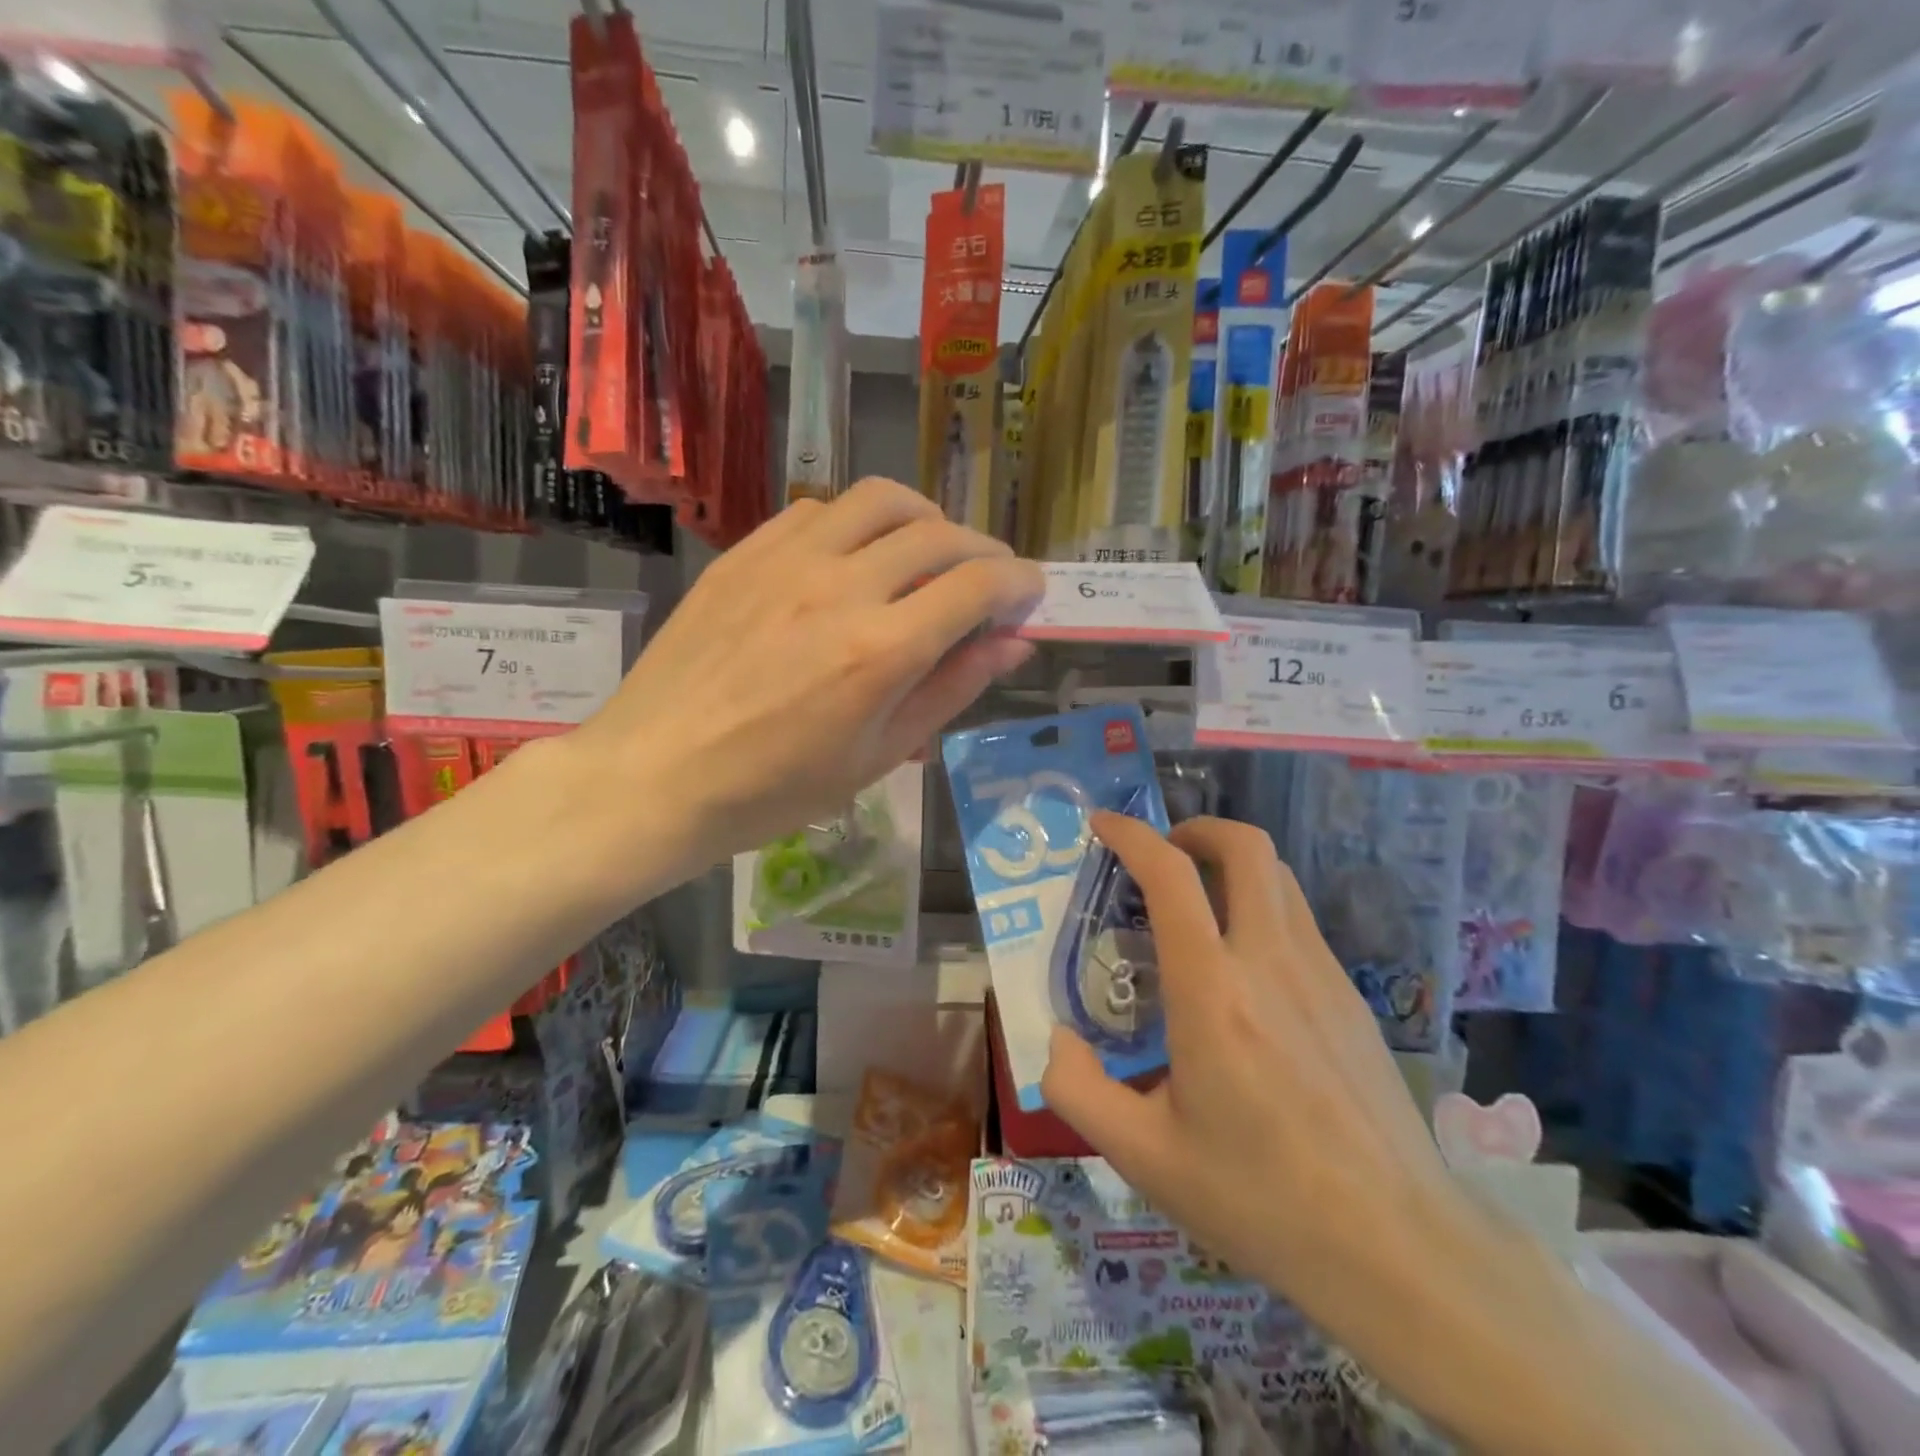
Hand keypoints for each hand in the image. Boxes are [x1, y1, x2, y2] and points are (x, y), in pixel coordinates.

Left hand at [573, 479, 1042, 872]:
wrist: (657, 774)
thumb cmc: (775, 789)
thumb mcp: (878, 755)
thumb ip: (950, 689)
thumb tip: (1014, 645)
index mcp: (881, 650)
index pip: (977, 586)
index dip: (1018, 583)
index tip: (1030, 593)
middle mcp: (840, 586)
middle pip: (938, 534)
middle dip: (983, 551)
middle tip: (989, 580)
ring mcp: (786, 560)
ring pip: (880, 500)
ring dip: (925, 517)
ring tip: (931, 550)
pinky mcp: (745, 552)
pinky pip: (818, 509)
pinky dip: (857, 522)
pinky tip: (855, 556)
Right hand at [1040, 814, 1464, 1352]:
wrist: (1397, 1248)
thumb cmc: (1259, 1199)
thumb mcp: (1143, 1157)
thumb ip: (1077, 1089)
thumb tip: (1059, 1038)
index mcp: (1212, 991)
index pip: (1171, 876)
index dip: (1132, 835)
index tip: (1103, 824)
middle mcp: (1270, 962)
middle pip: (1246, 846)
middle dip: (1196, 829)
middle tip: (1162, 855)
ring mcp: (1321, 974)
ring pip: (1279, 876)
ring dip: (1232, 863)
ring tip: (1197, 900)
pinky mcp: (1351, 997)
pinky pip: (1299, 920)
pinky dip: (1260, 905)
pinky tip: (1243, 966)